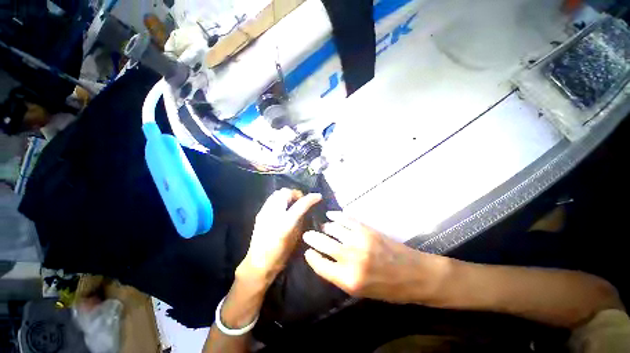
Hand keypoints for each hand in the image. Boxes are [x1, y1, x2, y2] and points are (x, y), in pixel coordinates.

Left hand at [237, 188, 321, 286]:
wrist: (258, 263)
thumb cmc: (281, 254)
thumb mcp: (296, 238)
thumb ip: (300, 220)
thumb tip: (305, 208)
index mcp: (285, 223)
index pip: (301, 204)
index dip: (311, 198)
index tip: (318, 196)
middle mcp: (274, 214)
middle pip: (286, 192)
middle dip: (296, 193)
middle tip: (302, 200)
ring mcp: (265, 212)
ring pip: (277, 193)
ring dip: (288, 194)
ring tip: (293, 201)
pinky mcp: (260, 213)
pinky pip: (271, 199)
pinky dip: (280, 198)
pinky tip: (283, 206)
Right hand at [303, 212, 449, 303]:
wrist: (415, 275)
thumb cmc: (388, 289)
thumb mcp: (361, 292)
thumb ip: (340, 276)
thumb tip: (325, 260)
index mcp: (348, 279)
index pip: (320, 265)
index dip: (311, 257)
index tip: (308, 252)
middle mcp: (351, 258)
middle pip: (323, 243)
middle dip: (312, 238)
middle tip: (307, 234)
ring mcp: (359, 241)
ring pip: (333, 229)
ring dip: (325, 227)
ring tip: (323, 227)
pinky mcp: (367, 230)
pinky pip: (346, 219)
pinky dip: (336, 216)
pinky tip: (331, 215)